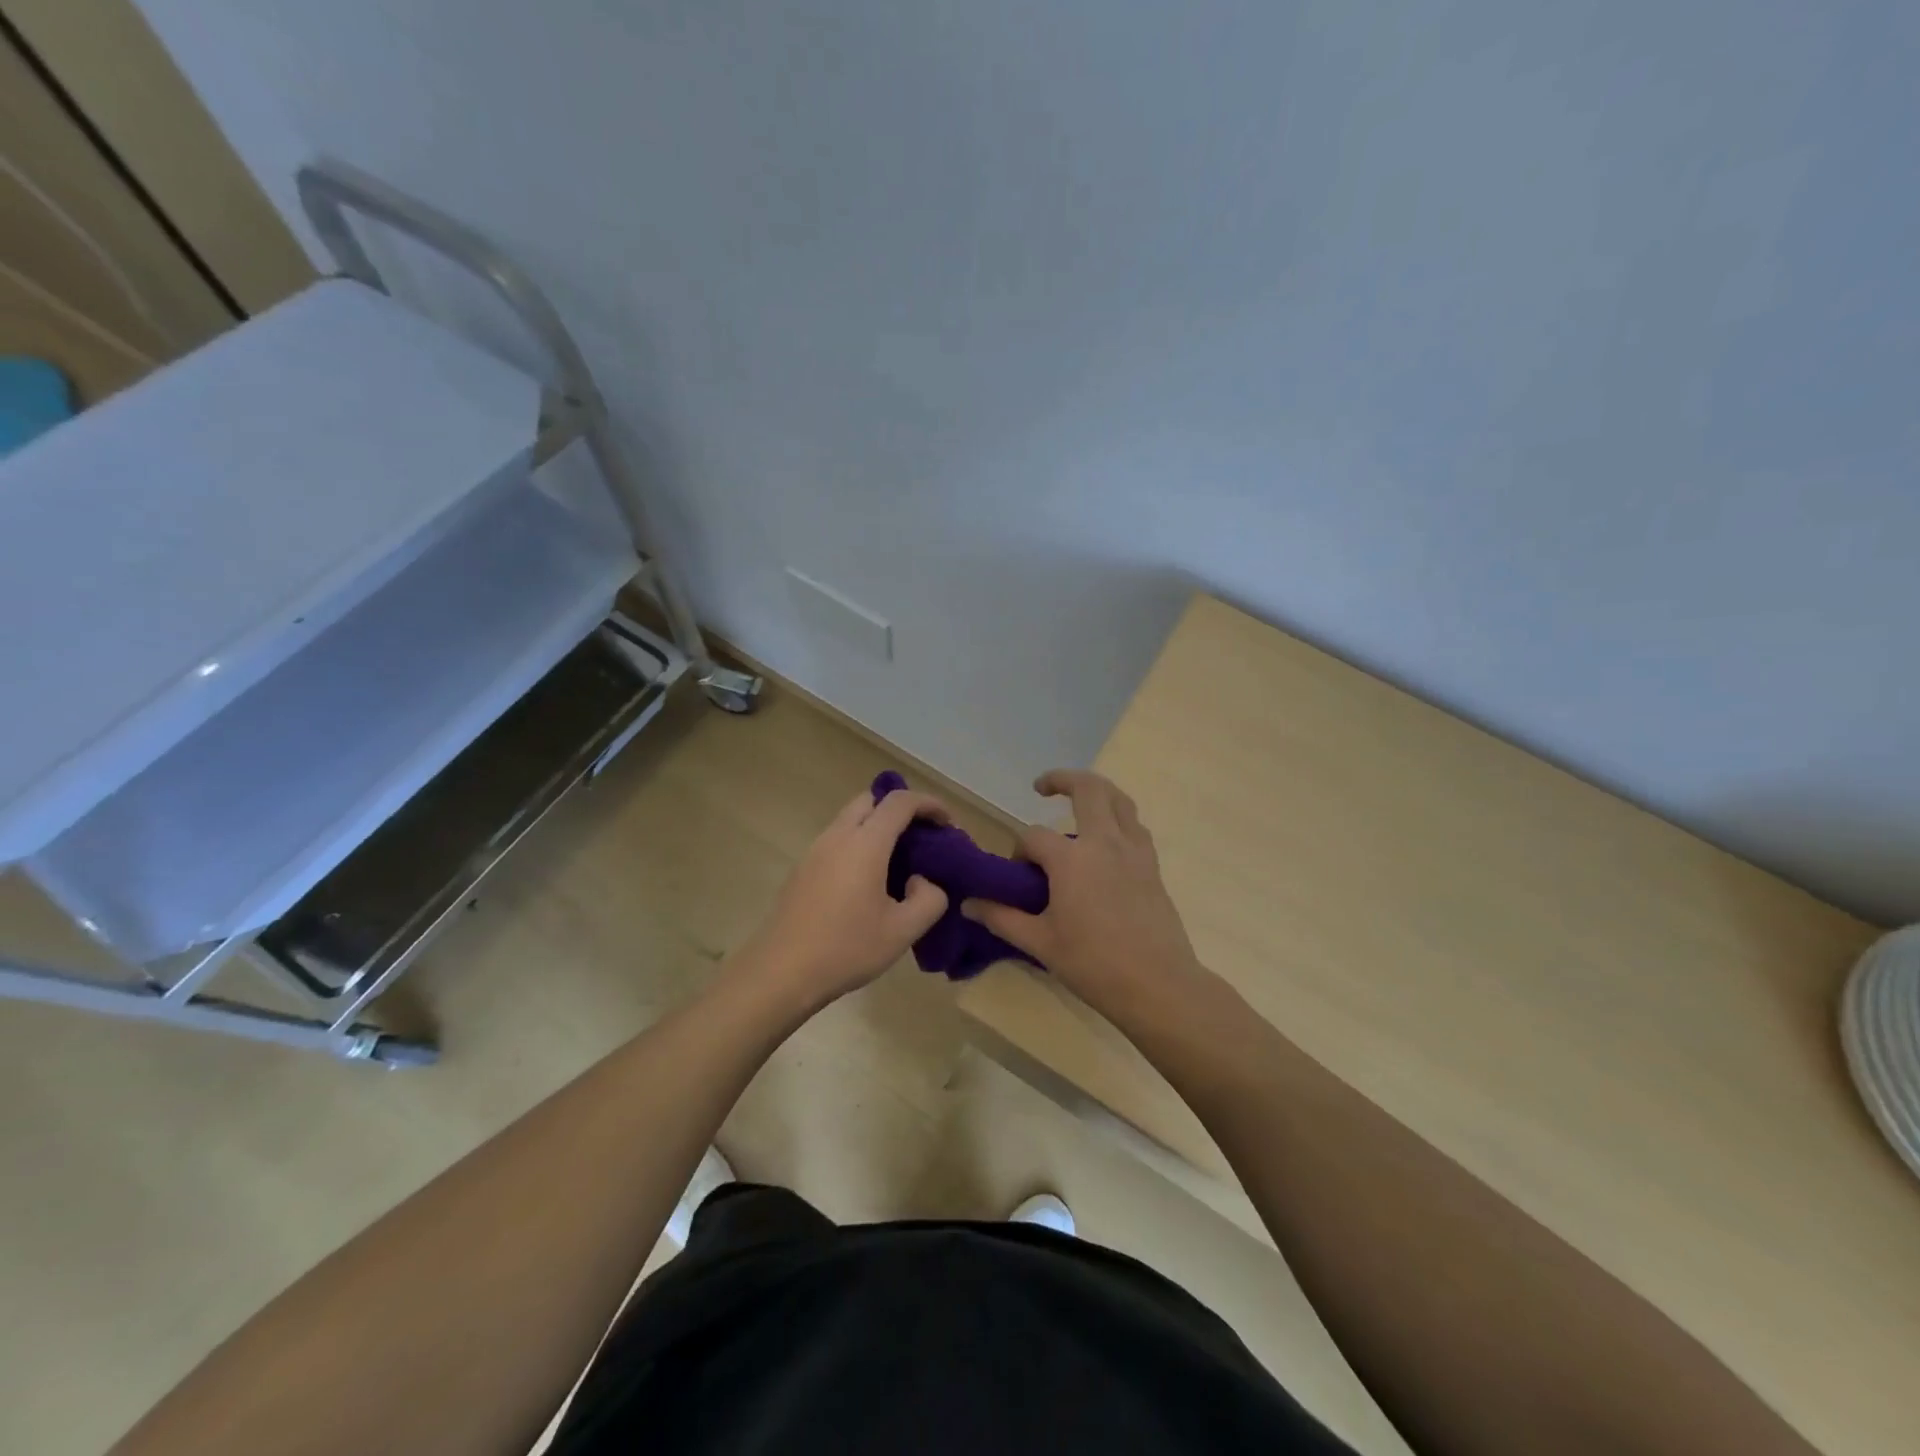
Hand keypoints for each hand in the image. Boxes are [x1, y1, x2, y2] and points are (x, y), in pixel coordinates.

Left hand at [731, 785, 951, 1011]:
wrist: (781, 973)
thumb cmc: (846, 949)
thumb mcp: (903, 931)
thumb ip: (929, 899)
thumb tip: (923, 881)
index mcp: (865, 843)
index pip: (900, 802)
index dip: (929, 804)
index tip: (947, 824)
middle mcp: (837, 836)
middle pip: (871, 800)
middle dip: (900, 809)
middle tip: (921, 838)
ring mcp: (814, 851)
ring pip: (850, 819)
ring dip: (877, 826)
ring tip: (899, 861)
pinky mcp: (802, 869)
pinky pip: (837, 840)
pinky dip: (859, 843)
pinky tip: (868, 881)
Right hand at [961, 770, 1201, 1005]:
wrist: (1158, 985)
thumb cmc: (1094, 964)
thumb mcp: (1040, 943)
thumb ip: (1002, 918)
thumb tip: (969, 904)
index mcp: (1071, 859)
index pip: (1034, 837)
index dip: (1020, 851)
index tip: (1018, 877)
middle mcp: (1104, 842)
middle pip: (1087, 789)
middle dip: (1061, 779)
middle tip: (1042, 787)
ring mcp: (1133, 851)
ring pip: (1119, 799)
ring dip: (1096, 791)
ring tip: (1077, 800)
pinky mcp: (1152, 865)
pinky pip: (1134, 825)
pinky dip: (1118, 817)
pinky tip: (1106, 839)